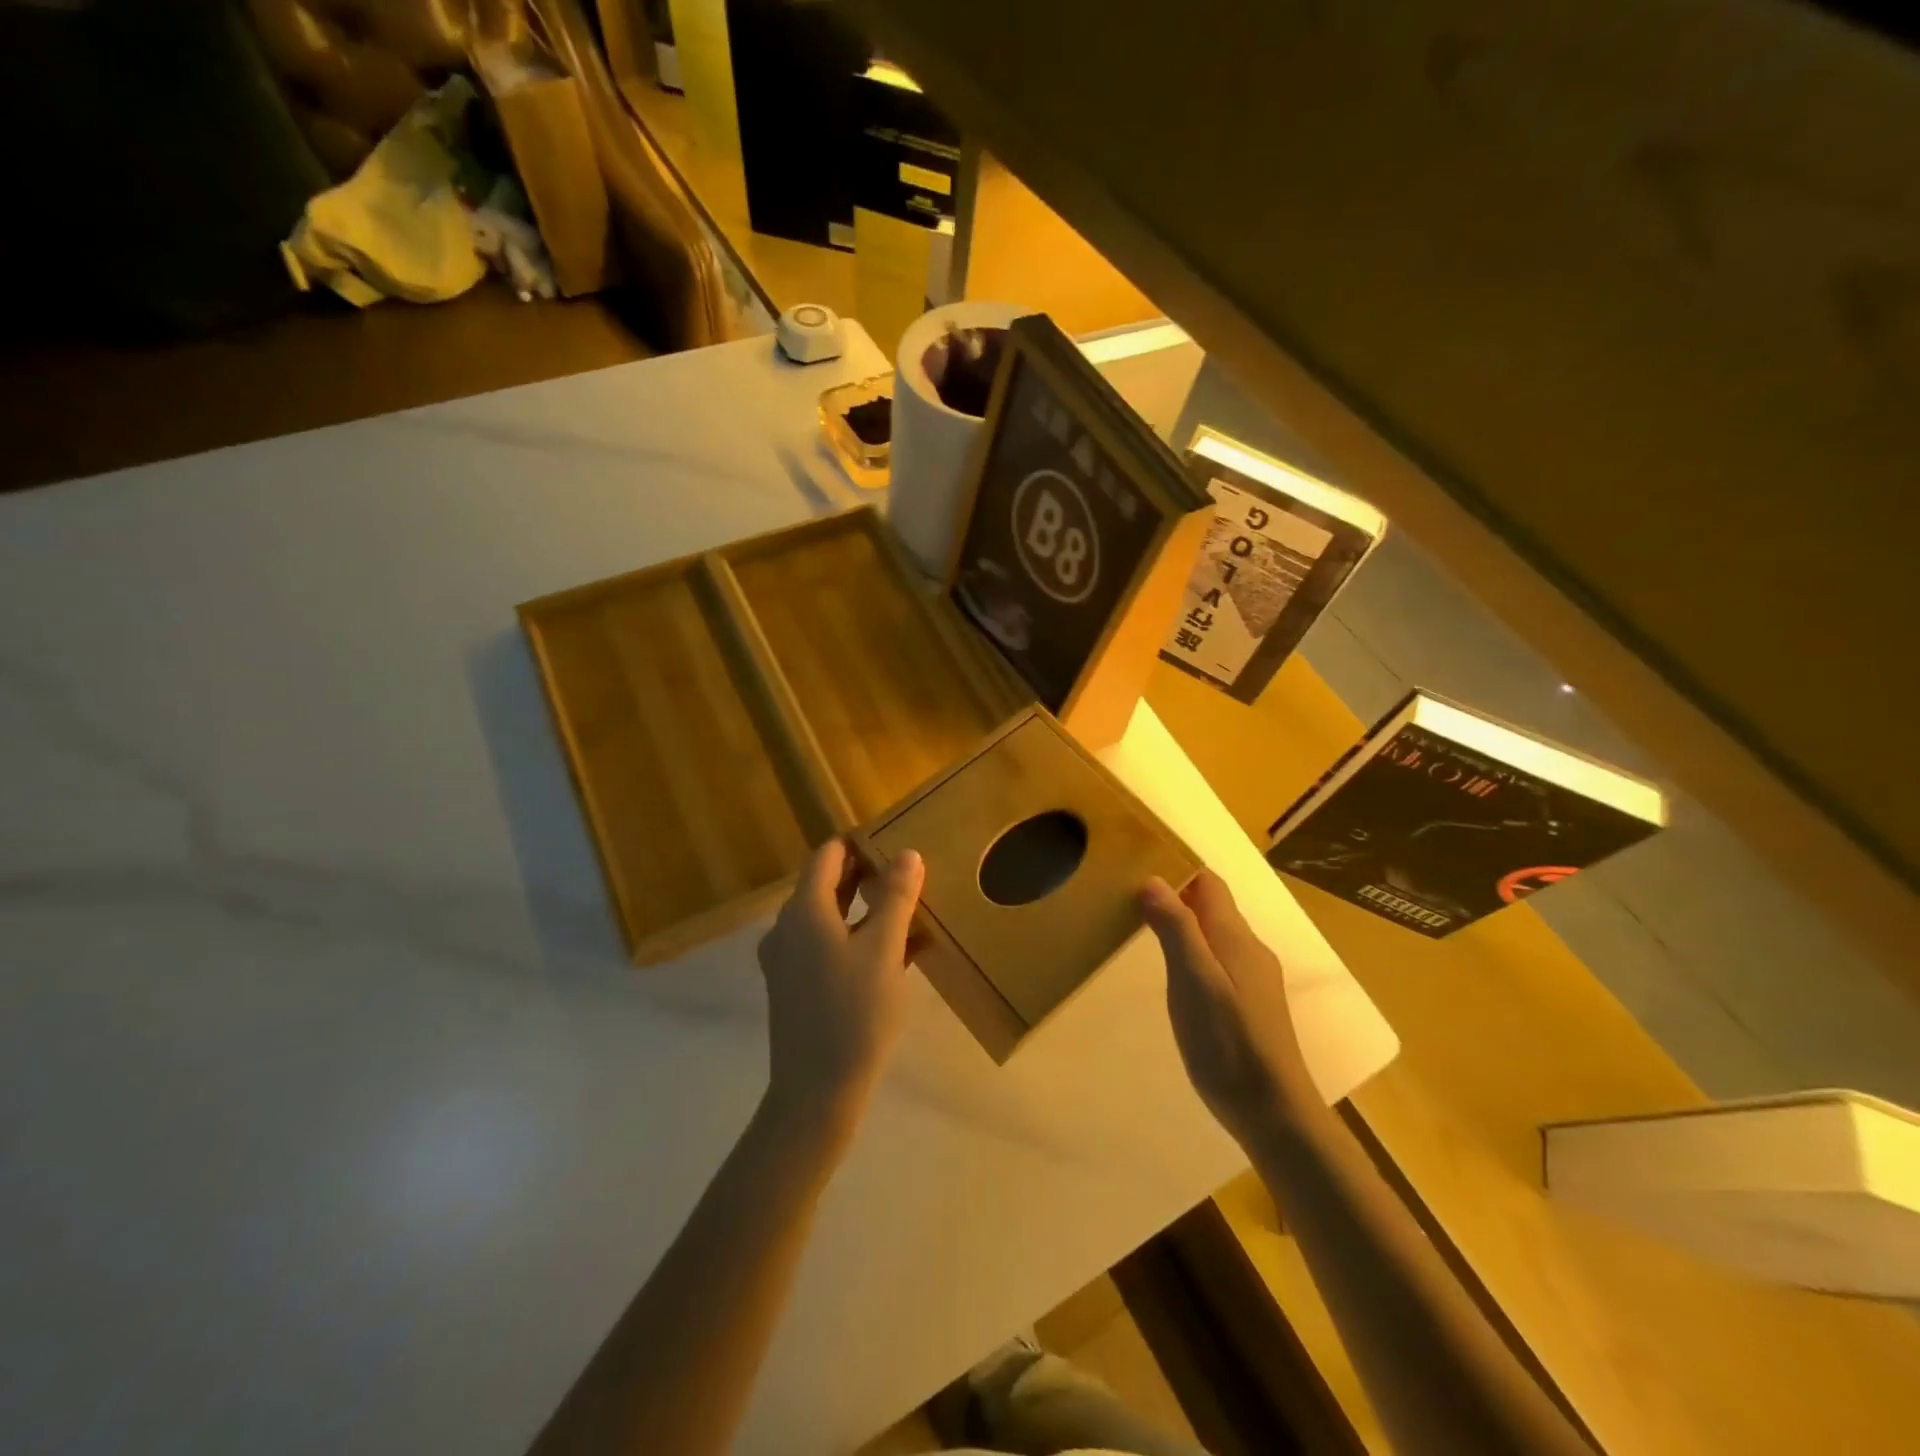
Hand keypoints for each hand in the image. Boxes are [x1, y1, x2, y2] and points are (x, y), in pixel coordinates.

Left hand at [757, 838, 924, 1127]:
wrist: (816, 1093)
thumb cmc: (854, 1014)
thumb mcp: (884, 950)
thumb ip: (895, 898)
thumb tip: (907, 853)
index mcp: (804, 910)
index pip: (828, 855)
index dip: (860, 844)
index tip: (896, 844)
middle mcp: (787, 927)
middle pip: (827, 884)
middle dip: (866, 875)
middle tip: (909, 875)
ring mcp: (787, 959)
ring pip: (829, 917)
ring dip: (864, 908)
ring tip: (907, 909)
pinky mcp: (795, 986)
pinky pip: (826, 945)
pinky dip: (855, 937)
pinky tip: (893, 951)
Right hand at [1142, 870, 1316, 1149]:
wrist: (1274, 1113)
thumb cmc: (1228, 1043)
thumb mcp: (1194, 981)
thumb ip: (1176, 929)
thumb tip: (1154, 879)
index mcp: (1235, 938)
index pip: (1208, 883)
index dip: (1177, 870)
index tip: (1138, 868)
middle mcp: (1249, 950)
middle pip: (1212, 907)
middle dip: (1176, 896)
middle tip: (1130, 899)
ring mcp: (1253, 980)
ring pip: (1215, 935)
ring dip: (1184, 925)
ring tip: (1144, 931)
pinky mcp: (1250, 1006)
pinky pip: (1218, 961)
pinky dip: (1193, 953)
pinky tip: (1175, 976)